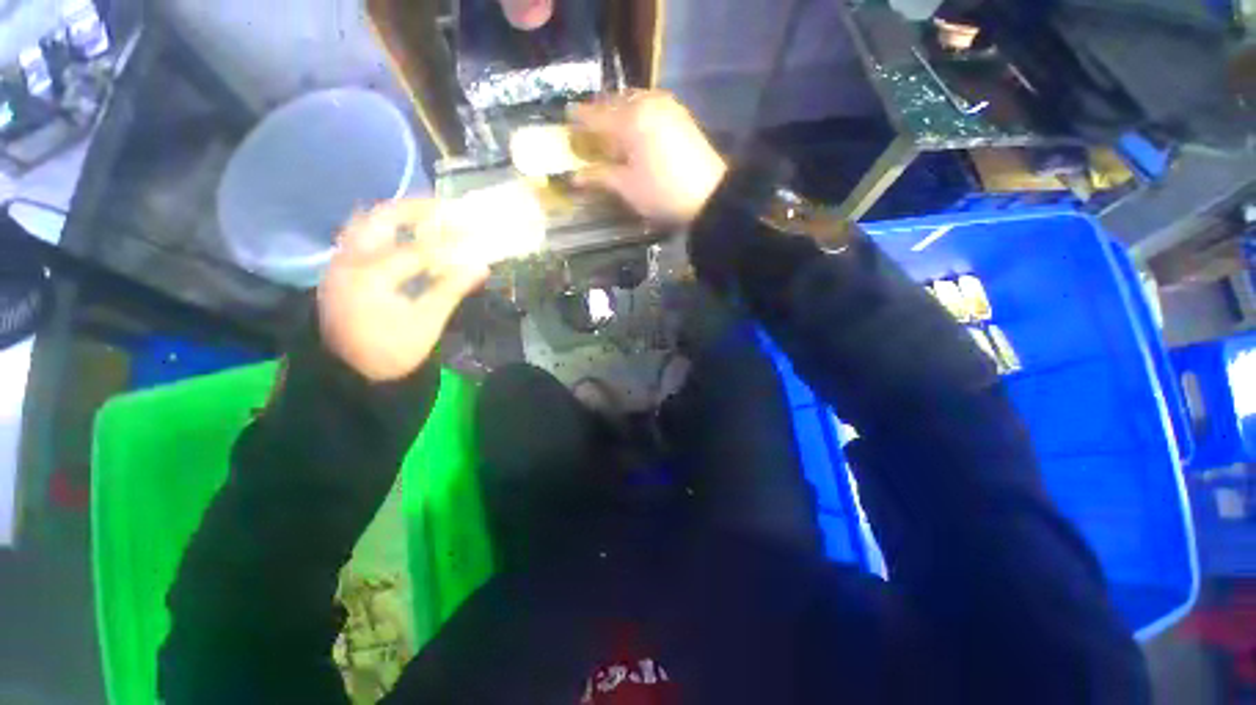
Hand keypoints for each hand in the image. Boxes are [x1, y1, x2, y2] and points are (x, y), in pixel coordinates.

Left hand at [318, 200, 488, 382]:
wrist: (348, 373)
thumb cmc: (390, 352)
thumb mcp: (426, 323)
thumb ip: (450, 290)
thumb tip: (480, 266)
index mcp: (371, 276)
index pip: (417, 248)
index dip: (450, 240)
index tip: (475, 232)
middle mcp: (350, 259)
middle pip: (381, 218)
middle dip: (416, 209)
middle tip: (446, 207)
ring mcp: (341, 262)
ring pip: (367, 223)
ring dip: (398, 215)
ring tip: (428, 216)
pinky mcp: (341, 269)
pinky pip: (362, 235)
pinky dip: (386, 228)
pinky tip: (406, 233)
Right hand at [571, 91, 726, 226]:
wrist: (710, 196)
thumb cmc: (662, 193)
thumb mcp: (627, 188)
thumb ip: (599, 176)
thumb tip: (573, 176)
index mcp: (629, 119)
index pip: (595, 115)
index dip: (578, 119)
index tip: (566, 119)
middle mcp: (646, 103)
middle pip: (614, 102)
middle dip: (599, 113)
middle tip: (587, 126)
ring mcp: (667, 106)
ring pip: (633, 100)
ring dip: (618, 111)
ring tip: (610, 128)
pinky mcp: (680, 115)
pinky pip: (650, 105)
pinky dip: (637, 112)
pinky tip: (635, 128)